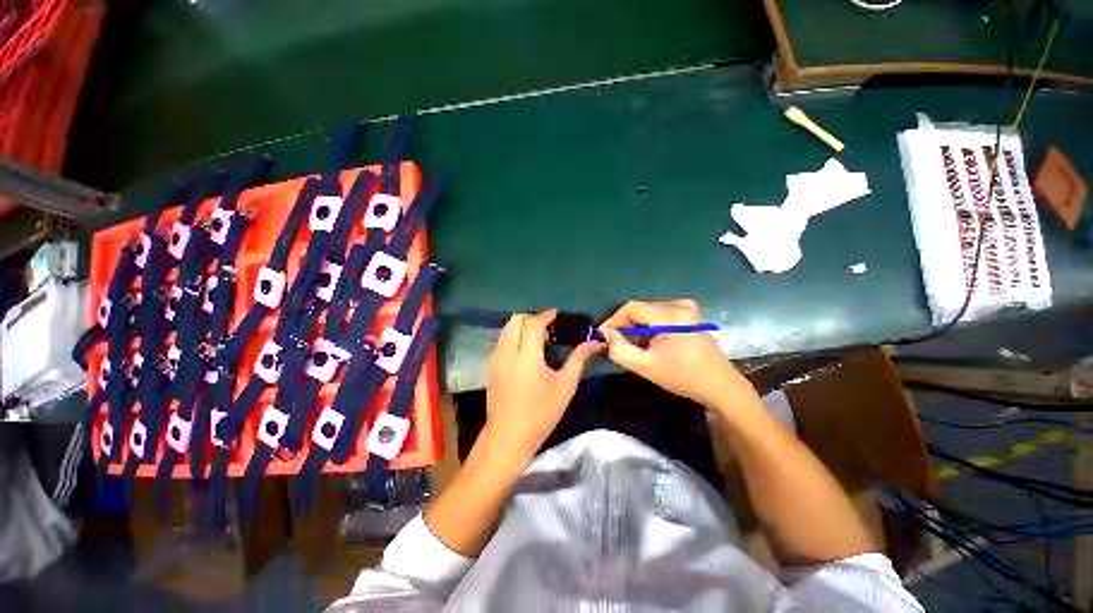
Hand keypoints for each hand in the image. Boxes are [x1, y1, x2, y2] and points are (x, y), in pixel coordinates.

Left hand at [485, 309, 602, 460]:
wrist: (508, 437)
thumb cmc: (541, 414)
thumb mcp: (565, 386)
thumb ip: (579, 359)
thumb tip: (596, 342)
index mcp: (526, 358)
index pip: (533, 324)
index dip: (545, 316)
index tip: (556, 315)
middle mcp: (506, 353)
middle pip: (515, 320)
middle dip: (532, 318)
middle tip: (548, 328)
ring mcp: (495, 359)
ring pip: (506, 328)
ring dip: (522, 326)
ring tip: (538, 338)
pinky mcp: (490, 366)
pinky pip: (501, 340)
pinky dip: (513, 336)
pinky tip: (525, 351)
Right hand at [599, 299, 756, 412]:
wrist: (720, 386)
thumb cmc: (683, 377)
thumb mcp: (645, 367)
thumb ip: (619, 350)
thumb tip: (607, 336)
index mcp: (670, 315)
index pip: (631, 307)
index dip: (613, 320)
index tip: (604, 336)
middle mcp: (679, 305)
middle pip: (640, 308)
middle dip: (625, 325)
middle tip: (617, 343)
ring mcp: (687, 308)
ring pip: (649, 312)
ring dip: (637, 326)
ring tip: (633, 345)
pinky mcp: (691, 314)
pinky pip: (660, 314)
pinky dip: (649, 326)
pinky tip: (650, 342)